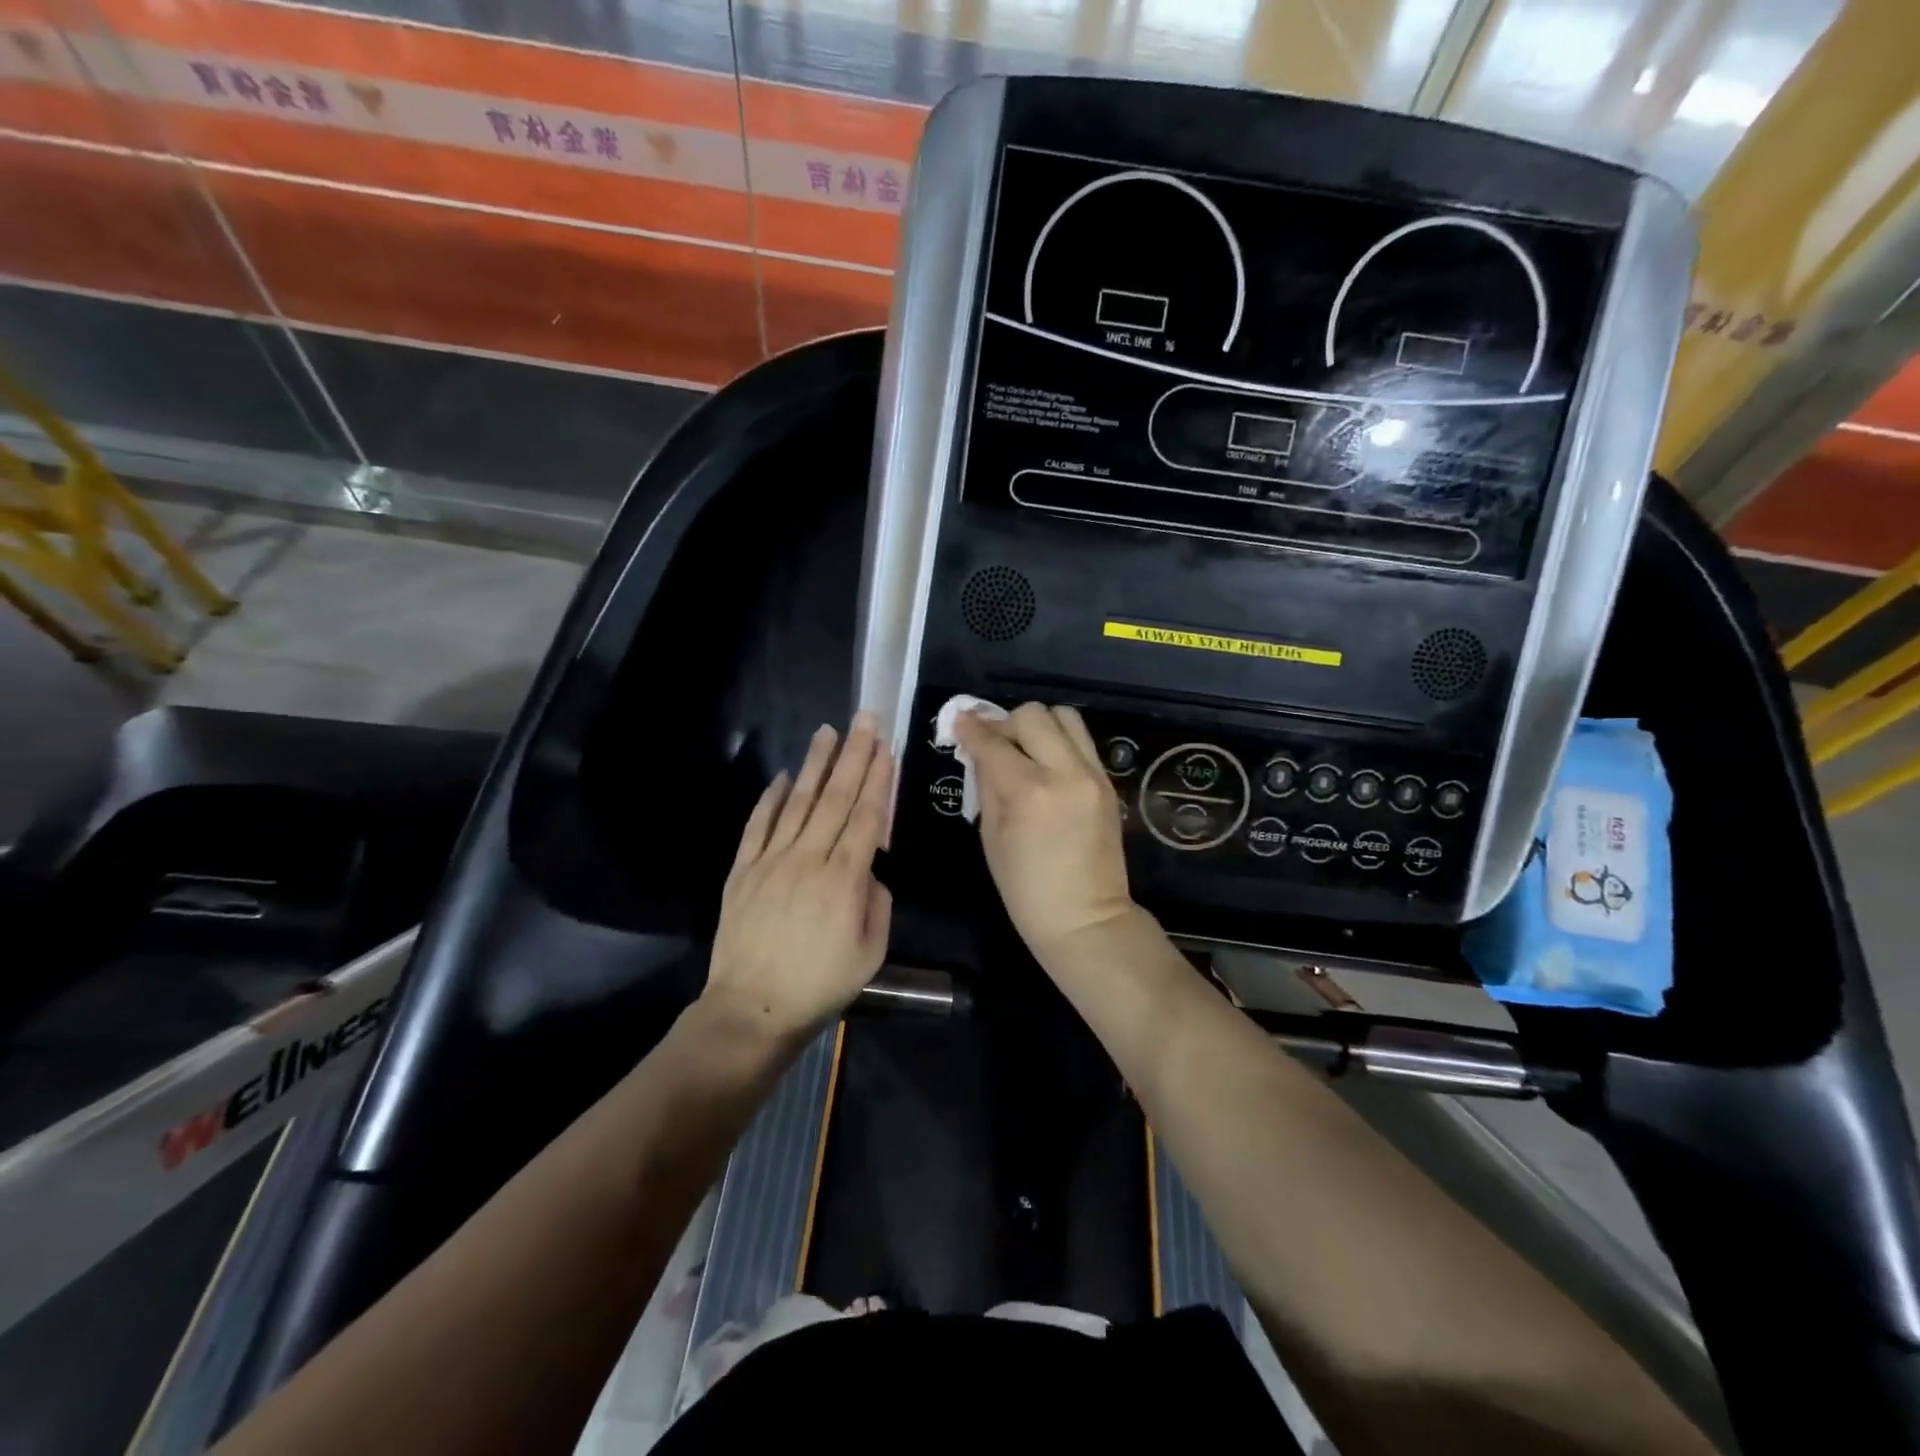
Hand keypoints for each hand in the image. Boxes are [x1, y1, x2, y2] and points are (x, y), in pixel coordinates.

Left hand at [705, 715, 893, 1039]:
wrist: (751, 1008)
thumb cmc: (819, 984)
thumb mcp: (871, 954)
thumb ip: (877, 904)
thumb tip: (870, 871)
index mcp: (844, 880)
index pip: (866, 817)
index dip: (878, 780)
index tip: (887, 748)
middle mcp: (808, 859)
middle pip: (835, 798)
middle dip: (854, 756)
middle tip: (865, 720)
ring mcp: (771, 861)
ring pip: (798, 802)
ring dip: (815, 764)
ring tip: (828, 731)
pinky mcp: (743, 869)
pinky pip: (758, 825)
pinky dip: (770, 798)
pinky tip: (783, 776)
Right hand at [953, 703, 1135, 959]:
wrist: (1086, 919)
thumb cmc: (1026, 889)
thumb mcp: (991, 836)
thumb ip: (987, 784)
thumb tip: (979, 750)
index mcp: (1029, 791)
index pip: (994, 742)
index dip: (971, 728)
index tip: (959, 720)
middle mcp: (1066, 772)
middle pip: (1033, 715)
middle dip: (1006, 722)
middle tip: (994, 742)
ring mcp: (1093, 774)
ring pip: (1064, 717)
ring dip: (1038, 725)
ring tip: (1024, 749)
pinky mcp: (1108, 781)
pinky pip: (1080, 741)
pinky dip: (1058, 742)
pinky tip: (1044, 765)